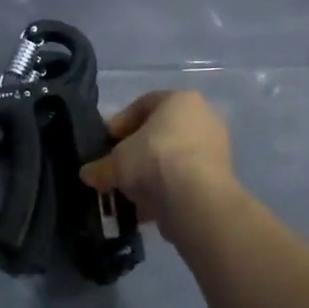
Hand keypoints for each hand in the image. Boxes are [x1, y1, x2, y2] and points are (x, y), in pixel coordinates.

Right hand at [79, 90, 235, 234]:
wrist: (196, 199)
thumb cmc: (154, 160)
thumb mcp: (115, 162)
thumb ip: (100, 166)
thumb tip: (87, 174)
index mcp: (180, 100)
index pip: (143, 104)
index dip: (120, 123)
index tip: (106, 142)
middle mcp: (203, 118)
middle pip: (160, 132)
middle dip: (137, 151)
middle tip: (117, 167)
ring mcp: (215, 148)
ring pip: (173, 158)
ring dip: (151, 174)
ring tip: (129, 192)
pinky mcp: (221, 178)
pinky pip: (185, 179)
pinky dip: (167, 191)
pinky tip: (147, 207)